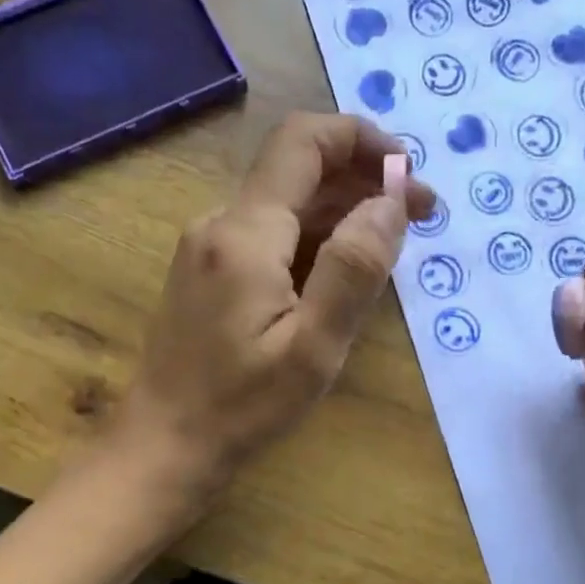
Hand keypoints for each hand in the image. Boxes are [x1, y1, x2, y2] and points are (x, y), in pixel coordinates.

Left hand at [115, 113, 433, 500]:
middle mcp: (219, 225)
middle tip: (420, 216)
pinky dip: (312, 240)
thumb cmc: (241, 406)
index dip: (361, 139)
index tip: (409, 173)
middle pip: (296, 172)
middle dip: (363, 181)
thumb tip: (389, 202)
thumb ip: (353, 270)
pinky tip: (340, 273)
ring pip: (283, 206)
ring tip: (391, 245)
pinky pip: (267, 238)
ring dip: (341, 212)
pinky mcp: (206, 276)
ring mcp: (207, 250)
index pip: (303, 142)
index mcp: (245, 233)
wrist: (164, 444)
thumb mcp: (312, 348)